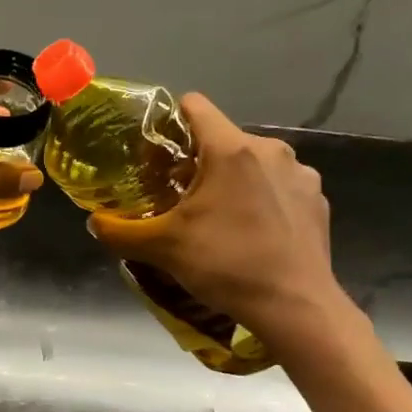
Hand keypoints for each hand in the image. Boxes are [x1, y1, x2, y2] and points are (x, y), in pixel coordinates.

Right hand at [87, 94, 348, 349]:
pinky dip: (261, 199)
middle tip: (178, 196)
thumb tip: (94, 222)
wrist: (294, 306)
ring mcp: (301, 173)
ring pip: (252, 163)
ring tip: (217, 217)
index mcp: (231, 149)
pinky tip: (252, 232)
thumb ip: (119, 231)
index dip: (170, 122)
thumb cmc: (225, 265)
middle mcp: (271, 150)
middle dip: (197, 161)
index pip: (196, 106)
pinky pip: (278, 186)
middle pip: (222, 139)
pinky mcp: (318, 198)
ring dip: (231, 180)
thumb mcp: (161, 248)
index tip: (156, 153)